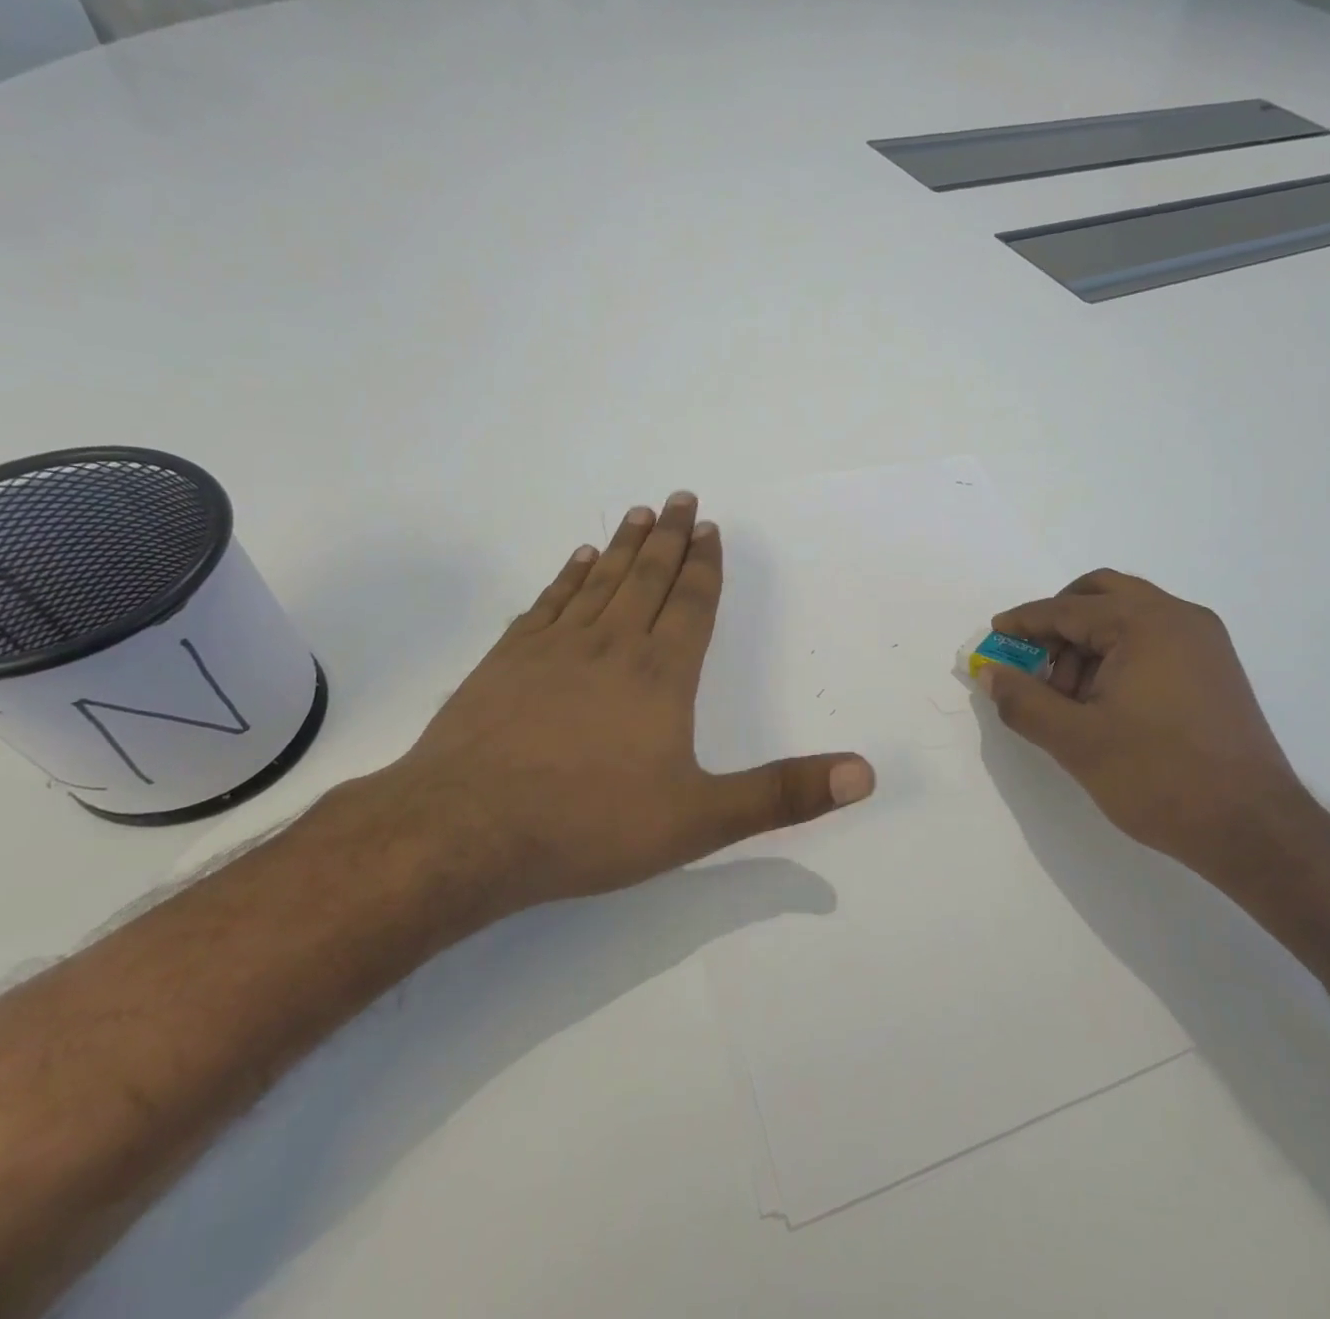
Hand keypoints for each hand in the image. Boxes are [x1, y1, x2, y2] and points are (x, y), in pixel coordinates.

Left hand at [374, 493, 875, 912]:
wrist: (464, 832)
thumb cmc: (590, 825)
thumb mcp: (701, 820)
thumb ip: (783, 795)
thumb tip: (865, 774)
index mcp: (660, 675)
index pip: (691, 604)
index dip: (705, 566)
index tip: (711, 530)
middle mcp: (611, 645)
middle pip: (647, 577)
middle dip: (670, 538)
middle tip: (682, 498)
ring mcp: (553, 648)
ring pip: (599, 580)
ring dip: (622, 545)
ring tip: (639, 513)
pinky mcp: (506, 661)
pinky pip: (549, 602)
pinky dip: (568, 576)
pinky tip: (575, 560)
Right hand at [978, 569, 1316, 875]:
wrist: (1252, 829)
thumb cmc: (1158, 777)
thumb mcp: (1075, 740)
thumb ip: (1023, 701)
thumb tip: (989, 673)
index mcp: (1146, 623)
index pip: (1067, 609)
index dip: (1023, 622)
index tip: (993, 636)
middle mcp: (1180, 618)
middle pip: (1102, 595)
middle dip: (1058, 622)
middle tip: (1031, 659)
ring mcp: (1204, 643)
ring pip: (1127, 618)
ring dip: (1087, 643)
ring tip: (1066, 698)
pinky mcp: (1214, 670)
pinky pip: (1152, 640)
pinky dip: (1117, 655)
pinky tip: (1102, 702)